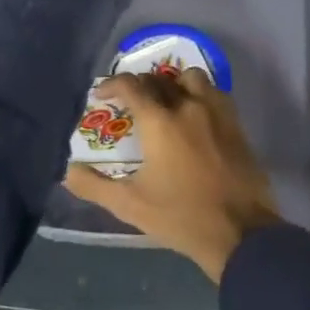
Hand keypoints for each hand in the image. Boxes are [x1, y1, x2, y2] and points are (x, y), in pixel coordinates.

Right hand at [64, 69, 281, 281]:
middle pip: (159, 79)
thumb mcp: (130, 205)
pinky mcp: (236, 122)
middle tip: (129, 103)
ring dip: (173, 83)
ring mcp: (216, 111)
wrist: (240, 231)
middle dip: (139, 85)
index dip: (111, 84)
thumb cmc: (180, 217)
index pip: (131, 85)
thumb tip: (69, 171)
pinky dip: (198, 94)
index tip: (101, 95)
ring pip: (191, 78)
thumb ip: (94, 186)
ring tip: (165, 102)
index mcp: (160, 121)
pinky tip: (194, 114)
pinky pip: (214, 92)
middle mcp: (188, 106)